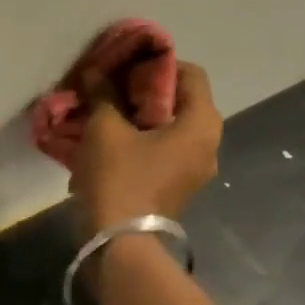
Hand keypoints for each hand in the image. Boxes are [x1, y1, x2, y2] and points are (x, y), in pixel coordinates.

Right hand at [71, 61, 221, 231]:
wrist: (119, 242)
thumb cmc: (119, 177)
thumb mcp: (105, 128)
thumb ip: (103, 94)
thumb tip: (96, 73)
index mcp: (201, 125)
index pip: (191, 74)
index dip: (158, 63)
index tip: (127, 64)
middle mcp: (208, 145)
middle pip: (181, 101)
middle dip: (145, 90)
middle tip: (113, 86)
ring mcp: (194, 170)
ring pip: (170, 128)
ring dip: (140, 116)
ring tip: (107, 111)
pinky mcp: (177, 187)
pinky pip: (163, 150)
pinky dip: (141, 139)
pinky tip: (110, 139)